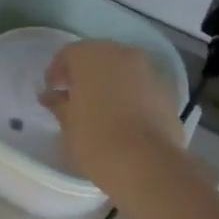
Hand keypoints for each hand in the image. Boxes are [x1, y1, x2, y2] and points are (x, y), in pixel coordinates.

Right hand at [40, 41, 184, 189]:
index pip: (67, 54)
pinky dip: (129, 93)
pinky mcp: (167, 91)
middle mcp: (120, 54)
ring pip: (121, 69)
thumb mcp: (67, 121)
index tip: (52, 91)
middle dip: (84, 74)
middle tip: (73, 96)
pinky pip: (140, 85)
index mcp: (90, 56)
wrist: (146, 164)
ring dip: (109, 82)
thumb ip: (58, 103)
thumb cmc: (95, 138)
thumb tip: (51, 96)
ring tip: (99, 107)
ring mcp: (148, 71)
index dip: (56, 72)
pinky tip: (122, 116)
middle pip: (97, 57)